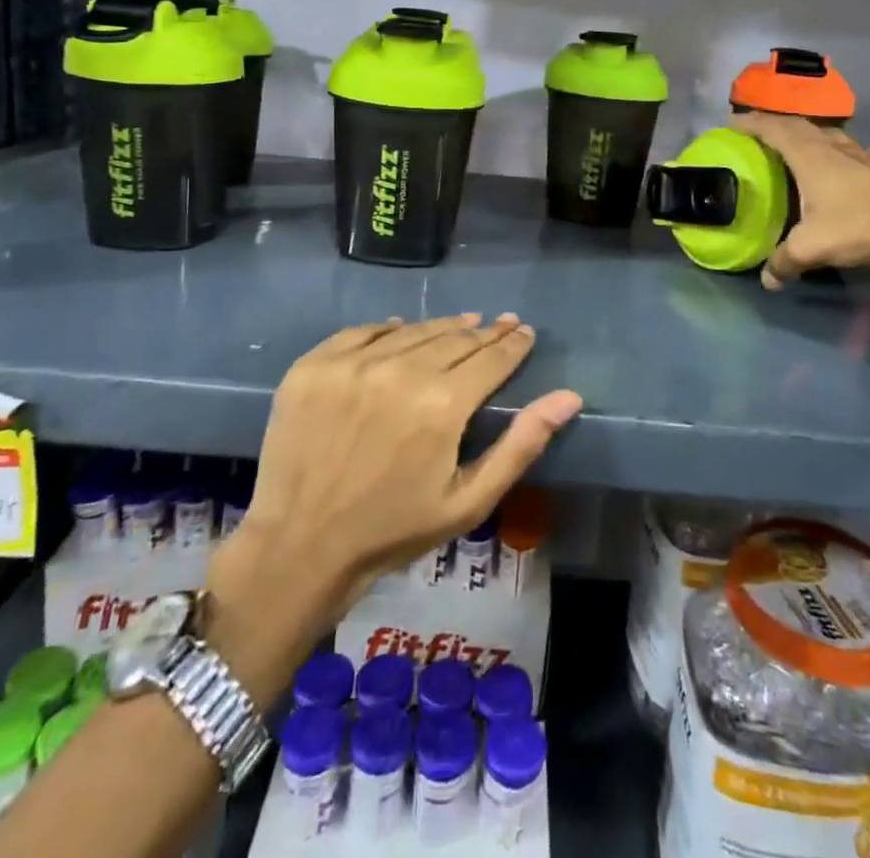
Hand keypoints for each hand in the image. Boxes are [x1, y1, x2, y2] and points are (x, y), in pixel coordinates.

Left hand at [226, 314, 581, 624]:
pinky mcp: (315, 364)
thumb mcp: (469, 500)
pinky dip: (389, 328)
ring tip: (463, 323)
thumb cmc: (394, 530)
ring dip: (442, 326)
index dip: (513, 344)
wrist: (300, 546)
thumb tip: (569, 397)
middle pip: (455, 337)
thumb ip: (521, 444)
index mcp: (442, 404)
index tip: (525, 332)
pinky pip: (363, 331)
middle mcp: (400, 370)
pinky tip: (402, 328)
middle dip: (484, 332)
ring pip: (413, 330)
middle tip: (501, 324)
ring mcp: (352, 363)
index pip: (491, 358)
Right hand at [732, 111, 869, 288]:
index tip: (731, 124)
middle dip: (774, 126)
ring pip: (827, 135)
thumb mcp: (813, 248)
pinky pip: (850, 150)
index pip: (774, 130)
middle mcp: (834, 148)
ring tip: (793, 148)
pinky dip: (835, 152)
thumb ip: (785, 261)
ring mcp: (862, 155)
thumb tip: (767, 280)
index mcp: (810, 156)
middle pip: (799, 126)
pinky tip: (839, 165)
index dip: (751, 124)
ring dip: (806, 136)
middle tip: (756, 135)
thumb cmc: (861, 225)